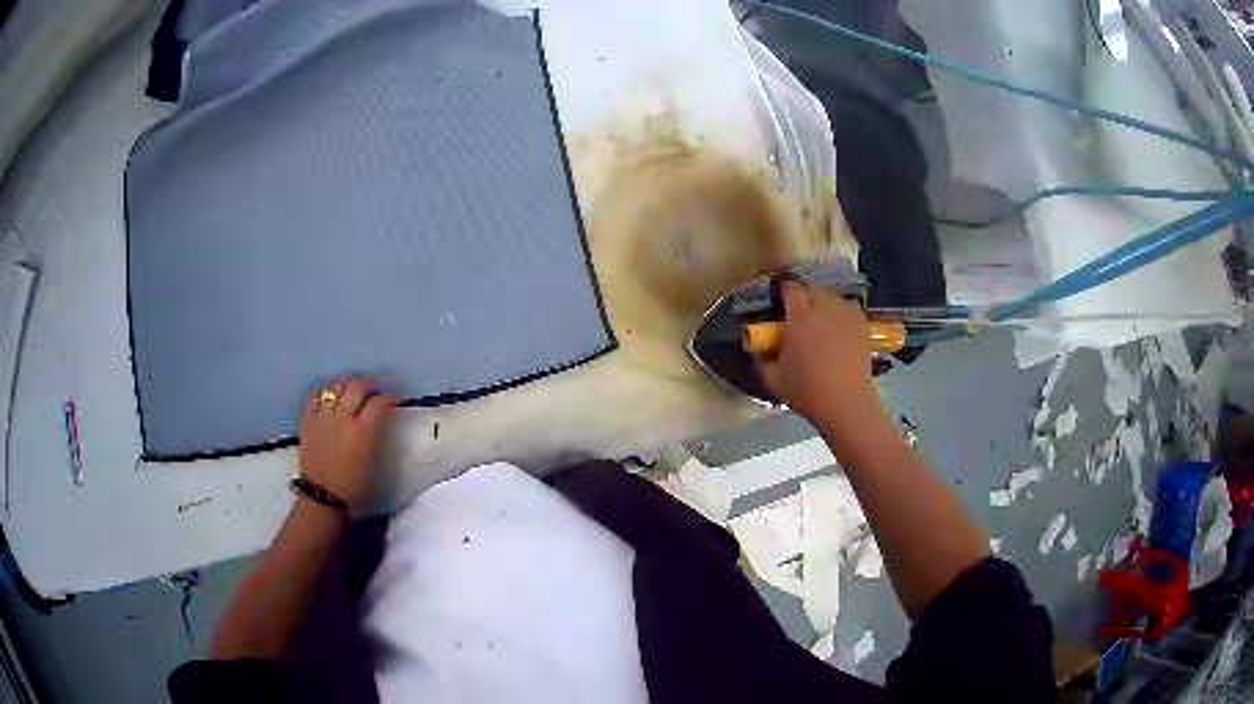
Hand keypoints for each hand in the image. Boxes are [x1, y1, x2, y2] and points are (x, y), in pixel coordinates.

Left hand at [298, 377, 396, 508]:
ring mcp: (323, 416)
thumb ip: (377, 436)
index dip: (390, 398)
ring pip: (337, 385)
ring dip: (348, 383)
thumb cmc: (354, 488)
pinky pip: (315, 394)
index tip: (394, 400)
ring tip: (353, 389)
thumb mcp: (374, 462)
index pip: (380, 403)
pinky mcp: (308, 419)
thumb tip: (381, 420)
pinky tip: (330, 396)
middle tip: (376, 390)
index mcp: (363, 431)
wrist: (322, 497)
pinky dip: (325, 391)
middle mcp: (343, 417)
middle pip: (358, 386)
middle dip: (371, 384)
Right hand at [751, 283, 887, 442]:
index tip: (780, 300)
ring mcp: (846, 316)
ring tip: (821, 318)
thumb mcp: (772, 379)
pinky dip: (843, 314)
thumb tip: (758, 348)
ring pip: (834, 298)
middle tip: (799, 313)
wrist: (846, 403)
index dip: (784, 290)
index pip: (791, 289)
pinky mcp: (863, 327)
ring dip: (825, 303)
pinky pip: (851, 310)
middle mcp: (824, 309)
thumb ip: (762, 358)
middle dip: (805, 296)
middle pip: (814, 289)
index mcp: (800, 317)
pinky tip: (840, 328)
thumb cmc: (806, 390)